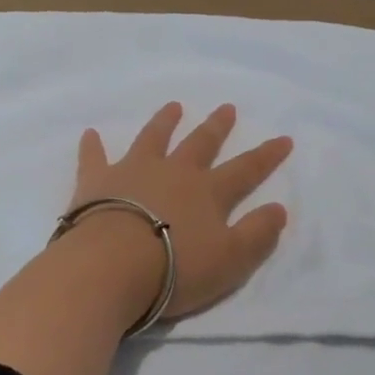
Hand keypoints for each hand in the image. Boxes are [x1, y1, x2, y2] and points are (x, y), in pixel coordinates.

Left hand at [72, 103, 293, 316]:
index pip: (246, 169)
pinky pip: (95, 157)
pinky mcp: (97, 181)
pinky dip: (92, 146)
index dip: (267, 155)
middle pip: (200, 144)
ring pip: (153, 139)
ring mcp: (133, 171)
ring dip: (164, 122)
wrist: (112, 265)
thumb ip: (257, 234)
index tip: (284, 138)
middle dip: (216, 127)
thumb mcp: (231, 260)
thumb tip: (279, 208)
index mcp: (208, 192)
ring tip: (173, 106)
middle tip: (226, 108)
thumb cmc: (176, 268)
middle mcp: (174, 172)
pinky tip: (90, 133)